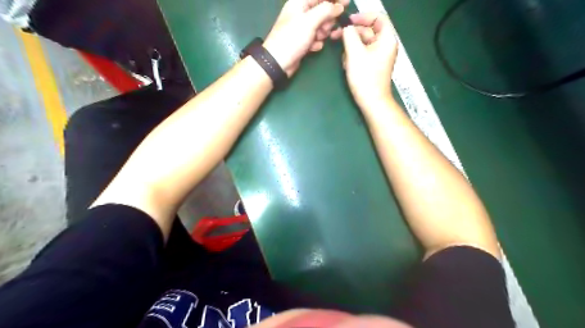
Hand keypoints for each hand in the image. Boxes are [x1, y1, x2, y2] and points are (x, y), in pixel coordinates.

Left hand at [263, 0, 347, 74]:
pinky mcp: (303, 41)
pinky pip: (316, 38)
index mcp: (300, 3)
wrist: (278, 62)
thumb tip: (339, 6)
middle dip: (327, 19)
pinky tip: (313, 47)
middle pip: (322, 10)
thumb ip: (326, 10)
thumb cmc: (292, 38)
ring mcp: (302, 28)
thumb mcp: (310, 21)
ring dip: (323, 32)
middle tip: (325, 28)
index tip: (347, 2)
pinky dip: (316, 42)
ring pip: (321, 26)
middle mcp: (301, 13)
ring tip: (318, 38)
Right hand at [331, 13, 399, 110]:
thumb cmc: (365, 77)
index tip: (347, 22)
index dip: (362, 16)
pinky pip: (362, 54)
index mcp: (386, 39)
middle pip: (368, 31)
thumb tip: (346, 28)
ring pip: (363, 43)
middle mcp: (385, 45)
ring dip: (351, 47)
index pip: (377, 17)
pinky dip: (353, 56)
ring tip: (344, 59)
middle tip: (335, 36)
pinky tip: (347, 65)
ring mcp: (379, 56)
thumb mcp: (354, 53)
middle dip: (352, 34)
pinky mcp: (373, 65)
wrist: (372, 101)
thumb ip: (349, 35)